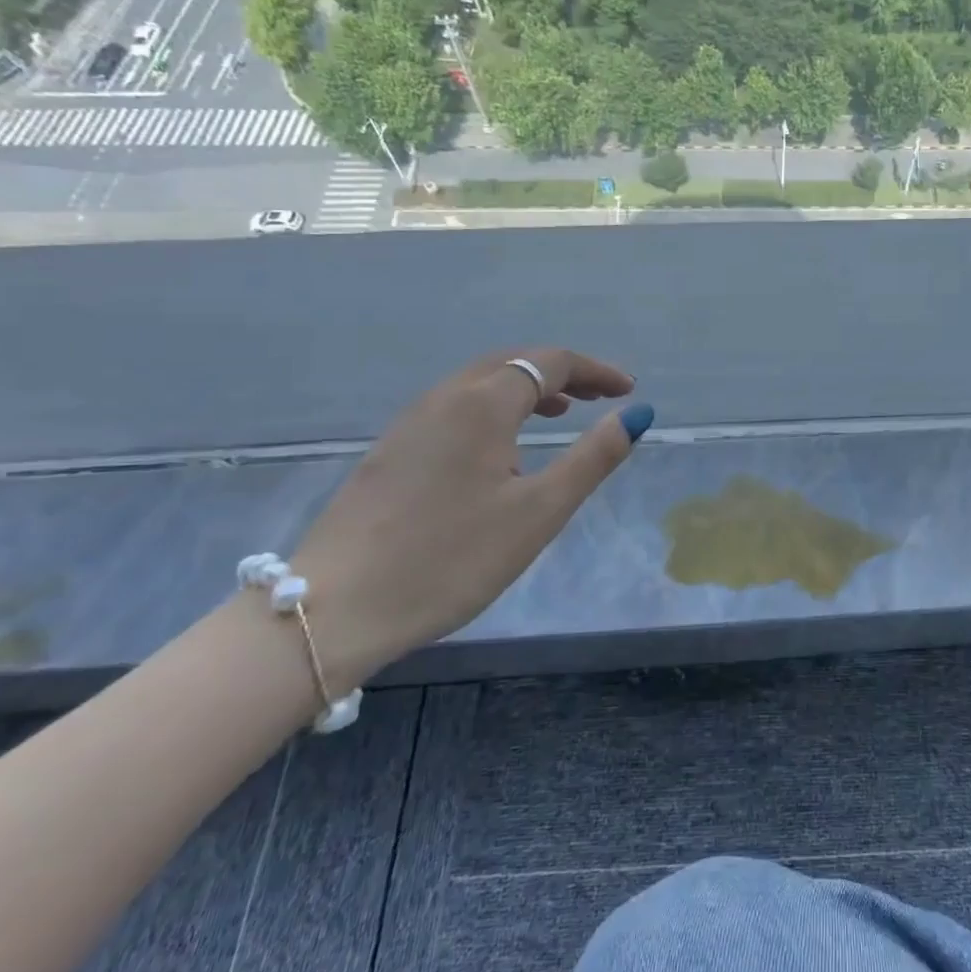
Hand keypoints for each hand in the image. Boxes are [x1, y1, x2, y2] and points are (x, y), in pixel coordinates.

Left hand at [287, 348, 652, 689]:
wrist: (334, 609)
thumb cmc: (451, 558)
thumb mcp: (539, 512)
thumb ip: (592, 457)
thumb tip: (636, 414)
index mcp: (482, 403)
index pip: (549, 362)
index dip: (595, 370)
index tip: (628, 390)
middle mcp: (444, 398)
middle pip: (512, 362)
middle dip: (561, 372)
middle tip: (598, 396)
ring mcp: (410, 423)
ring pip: (479, 382)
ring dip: (526, 387)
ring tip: (559, 413)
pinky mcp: (391, 451)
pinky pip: (455, 406)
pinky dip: (494, 406)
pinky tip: (500, 446)